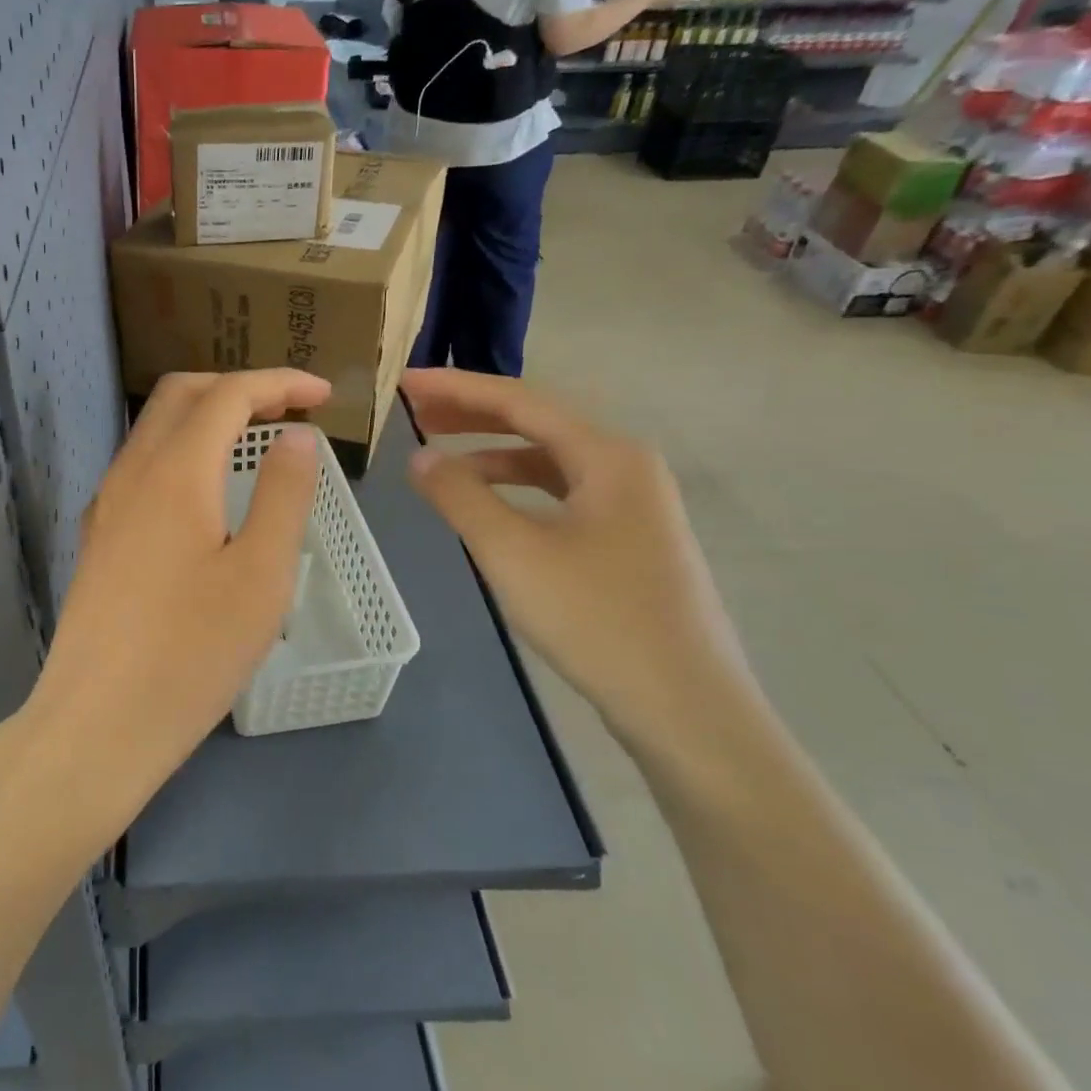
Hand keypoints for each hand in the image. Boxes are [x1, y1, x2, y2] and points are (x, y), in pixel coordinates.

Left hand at [19, 370, 327, 831]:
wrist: (98, 722)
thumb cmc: (192, 652)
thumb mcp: (262, 574)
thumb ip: (285, 494)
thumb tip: (296, 436)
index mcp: (177, 471)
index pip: (229, 394)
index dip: (279, 383)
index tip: (323, 394)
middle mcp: (133, 472)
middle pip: (182, 395)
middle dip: (238, 387)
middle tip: (287, 409)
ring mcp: (108, 503)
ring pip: (155, 428)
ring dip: (206, 417)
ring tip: (254, 442)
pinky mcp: (99, 535)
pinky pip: (142, 466)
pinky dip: (182, 452)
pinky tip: (206, 493)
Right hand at [401, 369, 756, 758]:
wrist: (686, 708)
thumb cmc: (596, 619)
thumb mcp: (512, 552)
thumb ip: (460, 496)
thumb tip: (420, 457)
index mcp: (607, 455)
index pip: (519, 400)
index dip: (456, 387)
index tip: (404, 382)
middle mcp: (626, 465)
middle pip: (537, 422)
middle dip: (472, 414)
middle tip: (414, 412)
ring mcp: (633, 504)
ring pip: (549, 460)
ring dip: (492, 453)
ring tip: (439, 458)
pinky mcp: (628, 539)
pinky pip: (561, 493)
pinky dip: (517, 488)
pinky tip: (487, 505)